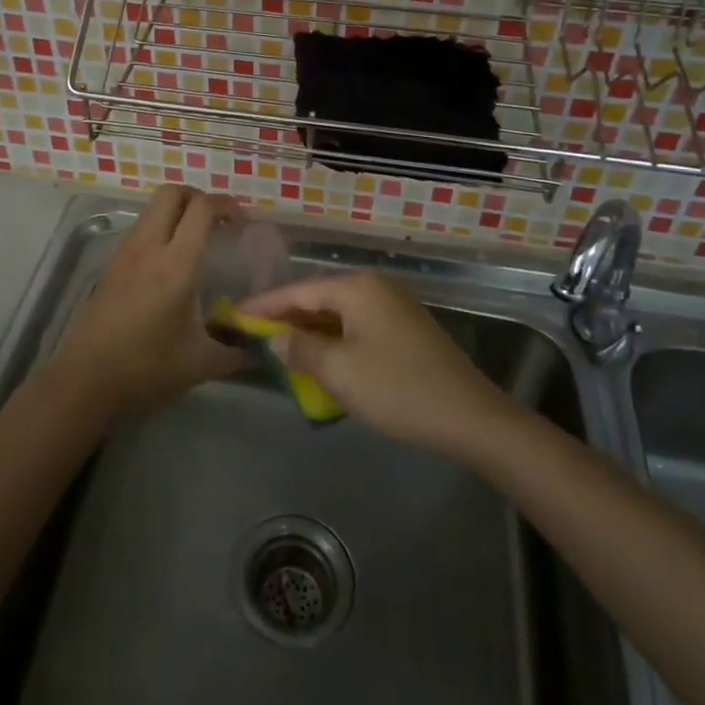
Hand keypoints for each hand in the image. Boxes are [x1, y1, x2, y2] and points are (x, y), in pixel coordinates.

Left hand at [52, 185, 250, 420]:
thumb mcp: (201, 364)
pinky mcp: (112, 263)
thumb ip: (238, 353)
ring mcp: (126, 252)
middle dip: (199, 196)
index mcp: (176, 263)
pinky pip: (140, 227)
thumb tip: (265, 351)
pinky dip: (160, 227)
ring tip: (197, 238)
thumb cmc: (145, 368)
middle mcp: (149, 247)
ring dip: (178, 210)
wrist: (84, 380)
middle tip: (218, 222)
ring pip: (153, 208)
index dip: (226, 205)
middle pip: (172, 192)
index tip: (242, 223)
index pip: (202, 208)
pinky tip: (170, 260)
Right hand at [238, 271, 515, 459]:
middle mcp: (376, 287)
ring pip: (339, 314)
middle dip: (287, 318)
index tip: (233, 315)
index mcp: (357, 288)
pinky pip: (357, 327)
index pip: (298, 291)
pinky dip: (334, 340)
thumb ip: (301, 349)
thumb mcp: (339, 371)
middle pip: (319, 298)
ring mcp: (394, 307)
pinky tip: (322, 360)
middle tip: (253, 334)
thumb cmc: (398, 389)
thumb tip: (276, 338)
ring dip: (310, 332)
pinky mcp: (406, 329)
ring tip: (280, 348)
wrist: (470, 417)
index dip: (264, 305)